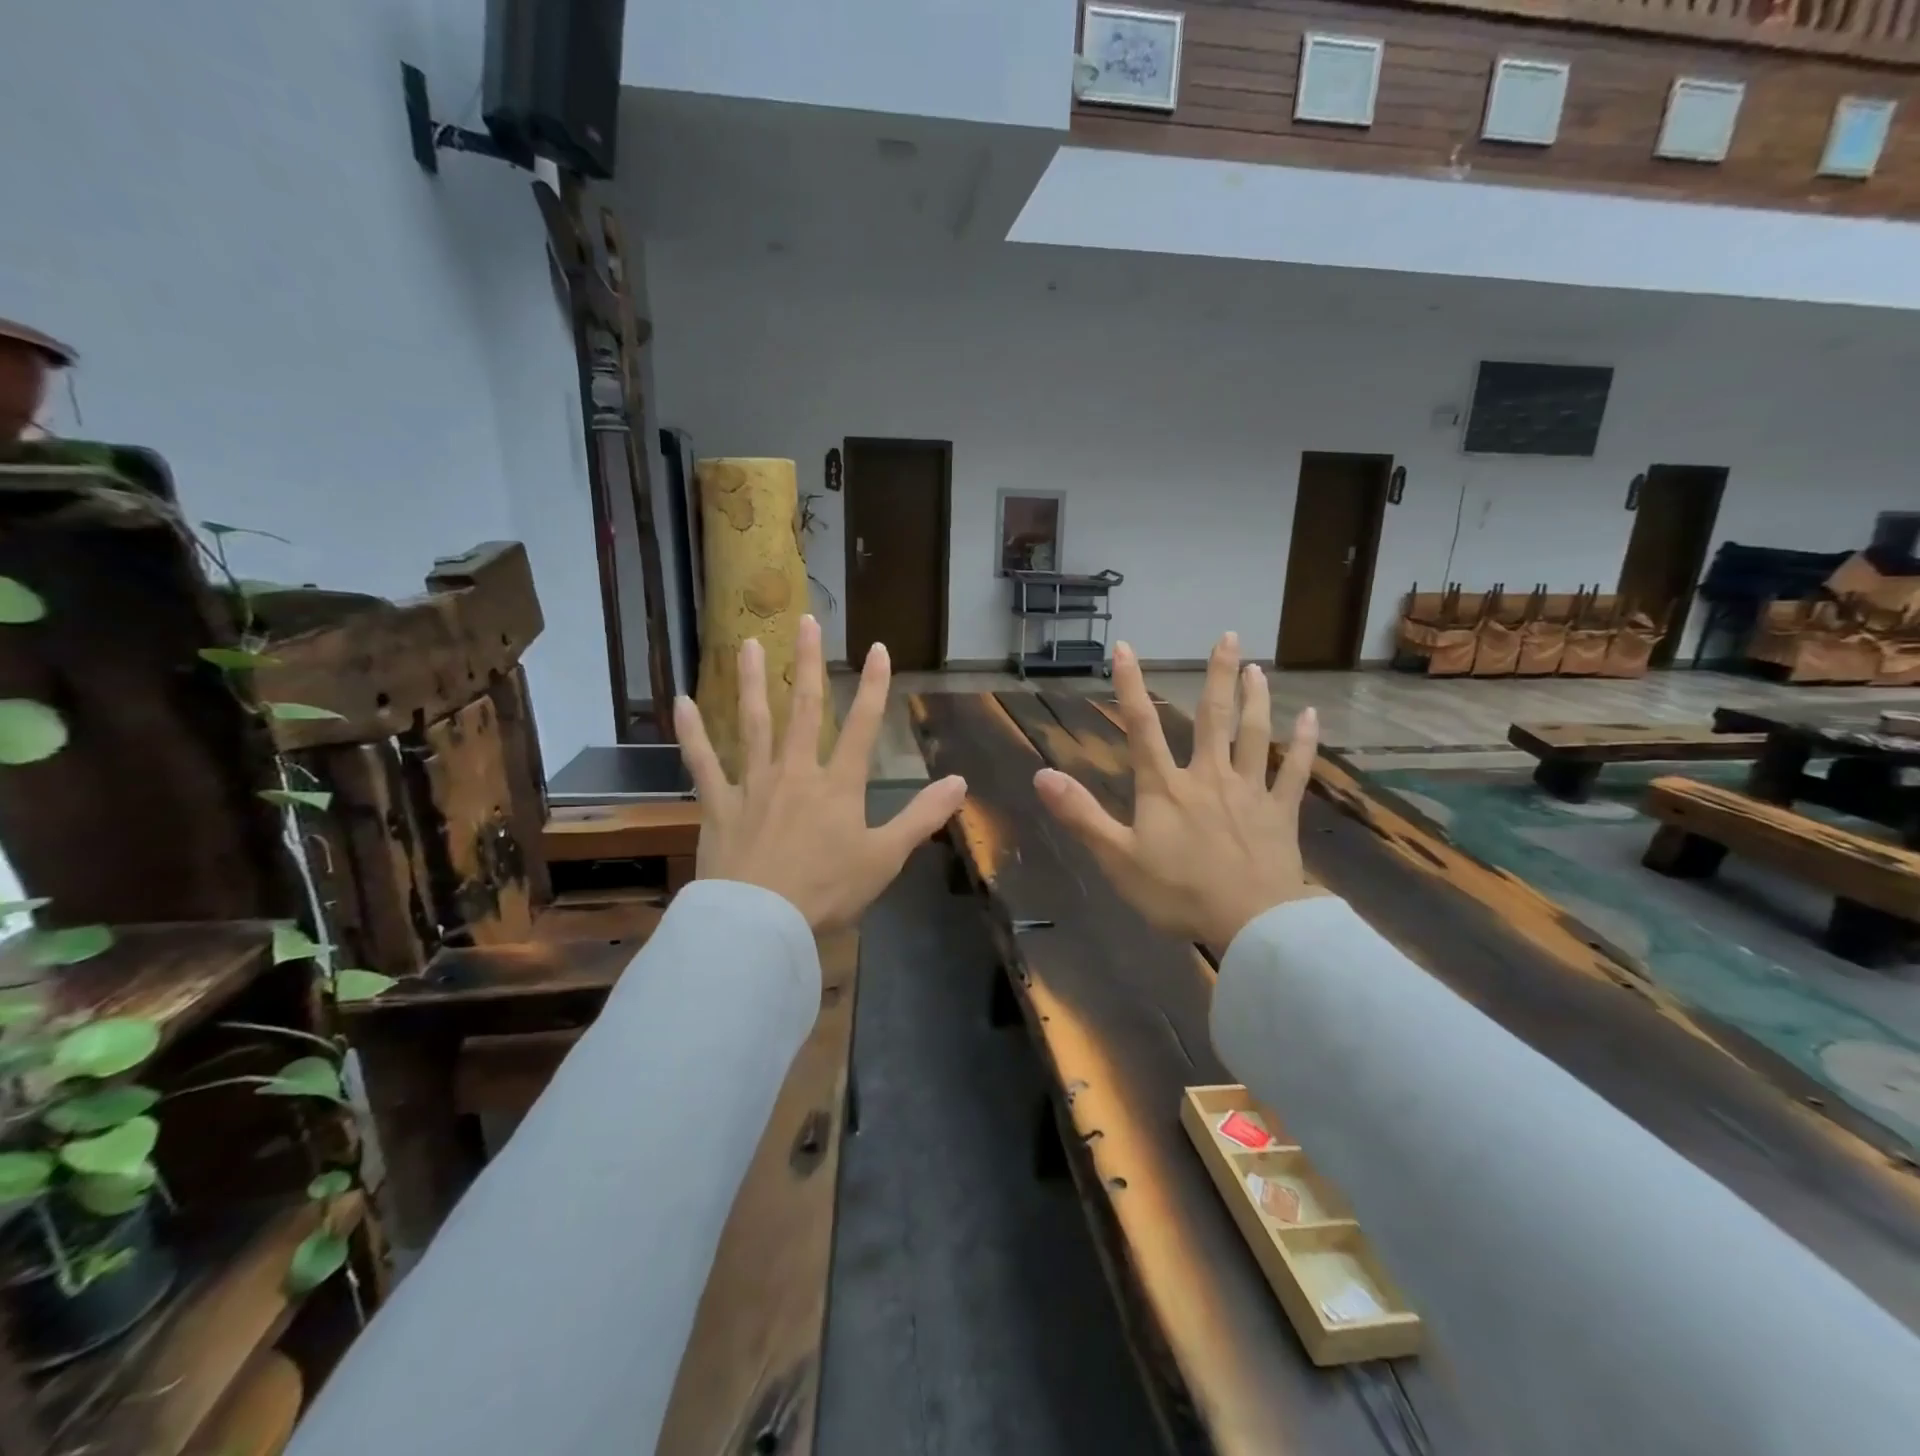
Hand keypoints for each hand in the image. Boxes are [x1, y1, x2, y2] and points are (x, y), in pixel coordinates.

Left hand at [675, 615, 967, 933]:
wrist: (761, 922)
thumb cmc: (827, 891)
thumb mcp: (886, 858)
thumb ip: (922, 817)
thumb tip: (959, 782)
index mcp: (838, 785)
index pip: (863, 726)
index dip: (874, 686)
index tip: (878, 649)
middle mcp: (796, 772)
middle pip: (804, 708)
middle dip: (807, 663)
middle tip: (805, 620)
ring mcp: (753, 784)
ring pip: (753, 723)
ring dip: (752, 682)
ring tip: (747, 643)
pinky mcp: (718, 804)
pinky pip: (702, 762)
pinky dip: (691, 733)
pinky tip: (681, 703)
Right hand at [1034, 632, 1323, 955]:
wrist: (1250, 923)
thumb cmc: (1178, 893)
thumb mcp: (1117, 858)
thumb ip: (1081, 815)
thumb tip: (1041, 775)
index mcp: (1166, 788)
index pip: (1142, 728)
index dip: (1131, 686)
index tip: (1127, 648)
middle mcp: (1209, 777)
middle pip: (1214, 717)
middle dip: (1219, 675)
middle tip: (1229, 636)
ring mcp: (1249, 792)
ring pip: (1254, 735)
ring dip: (1257, 699)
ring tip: (1259, 668)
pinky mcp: (1280, 812)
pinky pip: (1295, 772)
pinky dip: (1304, 744)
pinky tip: (1312, 718)